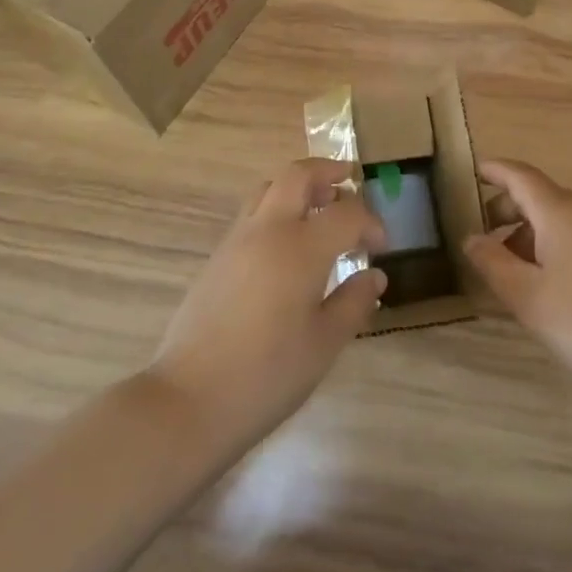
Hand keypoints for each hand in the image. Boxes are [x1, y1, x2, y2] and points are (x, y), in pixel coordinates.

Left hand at [148, 158, 387, 445]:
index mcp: (301, 247)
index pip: (346, 213)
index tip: (381, 246)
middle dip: (327, 172)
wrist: (190, 399)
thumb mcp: (325, 343)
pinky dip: (276, 211)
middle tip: (349, 182)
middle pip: (297, 175)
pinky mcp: (217, 259)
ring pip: (268, 189)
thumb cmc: (268, 374)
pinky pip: (252, 215)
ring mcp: (236, 241)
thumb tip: (373, 276)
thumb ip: (354, 302)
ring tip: (320, 210)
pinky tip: (288, 248)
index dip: (371, 223)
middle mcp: (267, 230)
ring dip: (298, 188)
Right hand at [465, 160, 571, 399]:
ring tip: (518, 269)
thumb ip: (492, 261)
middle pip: (542, 195)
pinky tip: (556, 280)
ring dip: (535, 231)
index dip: (496, 171)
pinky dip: (561, 242)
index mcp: (562, 211)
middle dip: (510, 210)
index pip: (521, 176)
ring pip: (565, 216)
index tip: (474, 171)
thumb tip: (472, 238)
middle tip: (487, 240)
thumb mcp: (525, 297)